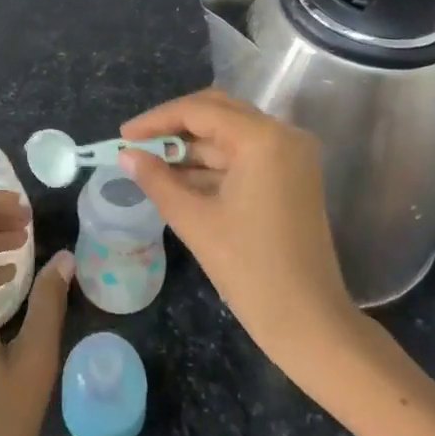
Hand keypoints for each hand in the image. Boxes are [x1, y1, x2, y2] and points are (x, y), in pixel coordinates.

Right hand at [120, 88, 355, 370]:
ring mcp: (291, 155)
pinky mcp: (292, 176)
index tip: (124, 135)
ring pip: (230, 133)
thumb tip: (126, 154)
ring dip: (191, 146)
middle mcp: (282, 134)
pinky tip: (178, 179)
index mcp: (261, 138)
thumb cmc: (251, 270)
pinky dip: (212, 164)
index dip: (156, 120)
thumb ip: (156, 180)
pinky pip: (244, 155)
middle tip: (137, 143)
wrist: (311, 324)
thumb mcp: (195, 221)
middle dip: (174, 126)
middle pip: (217, 112)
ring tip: (150, 163)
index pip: (198, 111)